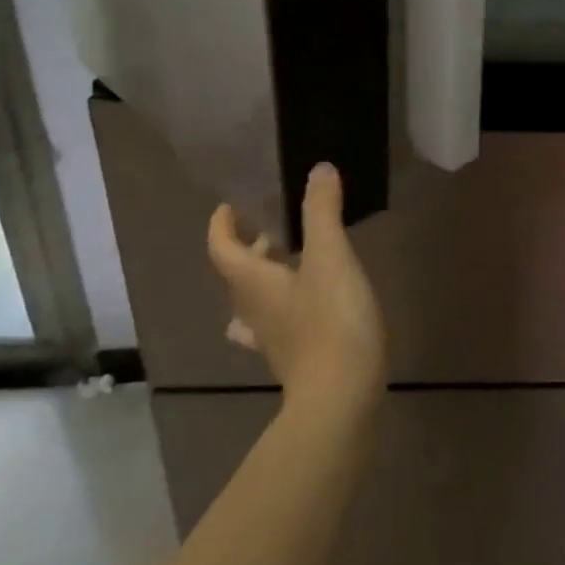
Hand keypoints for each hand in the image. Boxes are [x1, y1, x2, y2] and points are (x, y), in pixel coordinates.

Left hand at [207, 162, 385, 409]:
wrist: (342, 395)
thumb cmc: (331, 320)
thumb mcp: (331, 257)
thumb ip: (322, 212)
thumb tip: (318, 169)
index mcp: (253, 283)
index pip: (222, 248)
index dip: (221, 225)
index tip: (230, 206)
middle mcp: (253, 311)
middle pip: (237, 275)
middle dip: (251, 247)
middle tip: (275, 228)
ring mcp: (271, 339)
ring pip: (254, 303)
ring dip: (266, 278)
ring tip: (292, 262)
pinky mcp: (295, 358)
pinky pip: (277, 324)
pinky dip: (284, 306)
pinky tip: (305, 306)